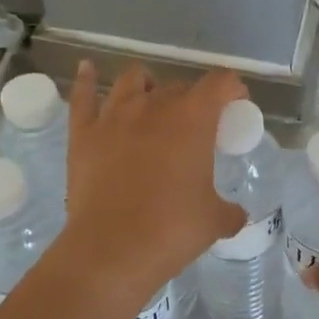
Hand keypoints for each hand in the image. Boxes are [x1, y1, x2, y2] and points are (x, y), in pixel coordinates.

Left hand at [62, 60, 246, 299]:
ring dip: (147, 85)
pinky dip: (86, 79)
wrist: (111, 249)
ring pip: (132, 80)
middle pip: (179, 86)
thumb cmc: (171, 230)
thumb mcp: (214, 221)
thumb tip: (235, 214)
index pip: (220, 83)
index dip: (233, 90)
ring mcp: (114, 116)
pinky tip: (87, 69)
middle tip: (196, 126)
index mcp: (193, 119)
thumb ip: (229, 210)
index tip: (236, 106)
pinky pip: (82, 95)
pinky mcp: (82, 133)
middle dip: (192, 99)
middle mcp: (154, 106)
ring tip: (151, 100)